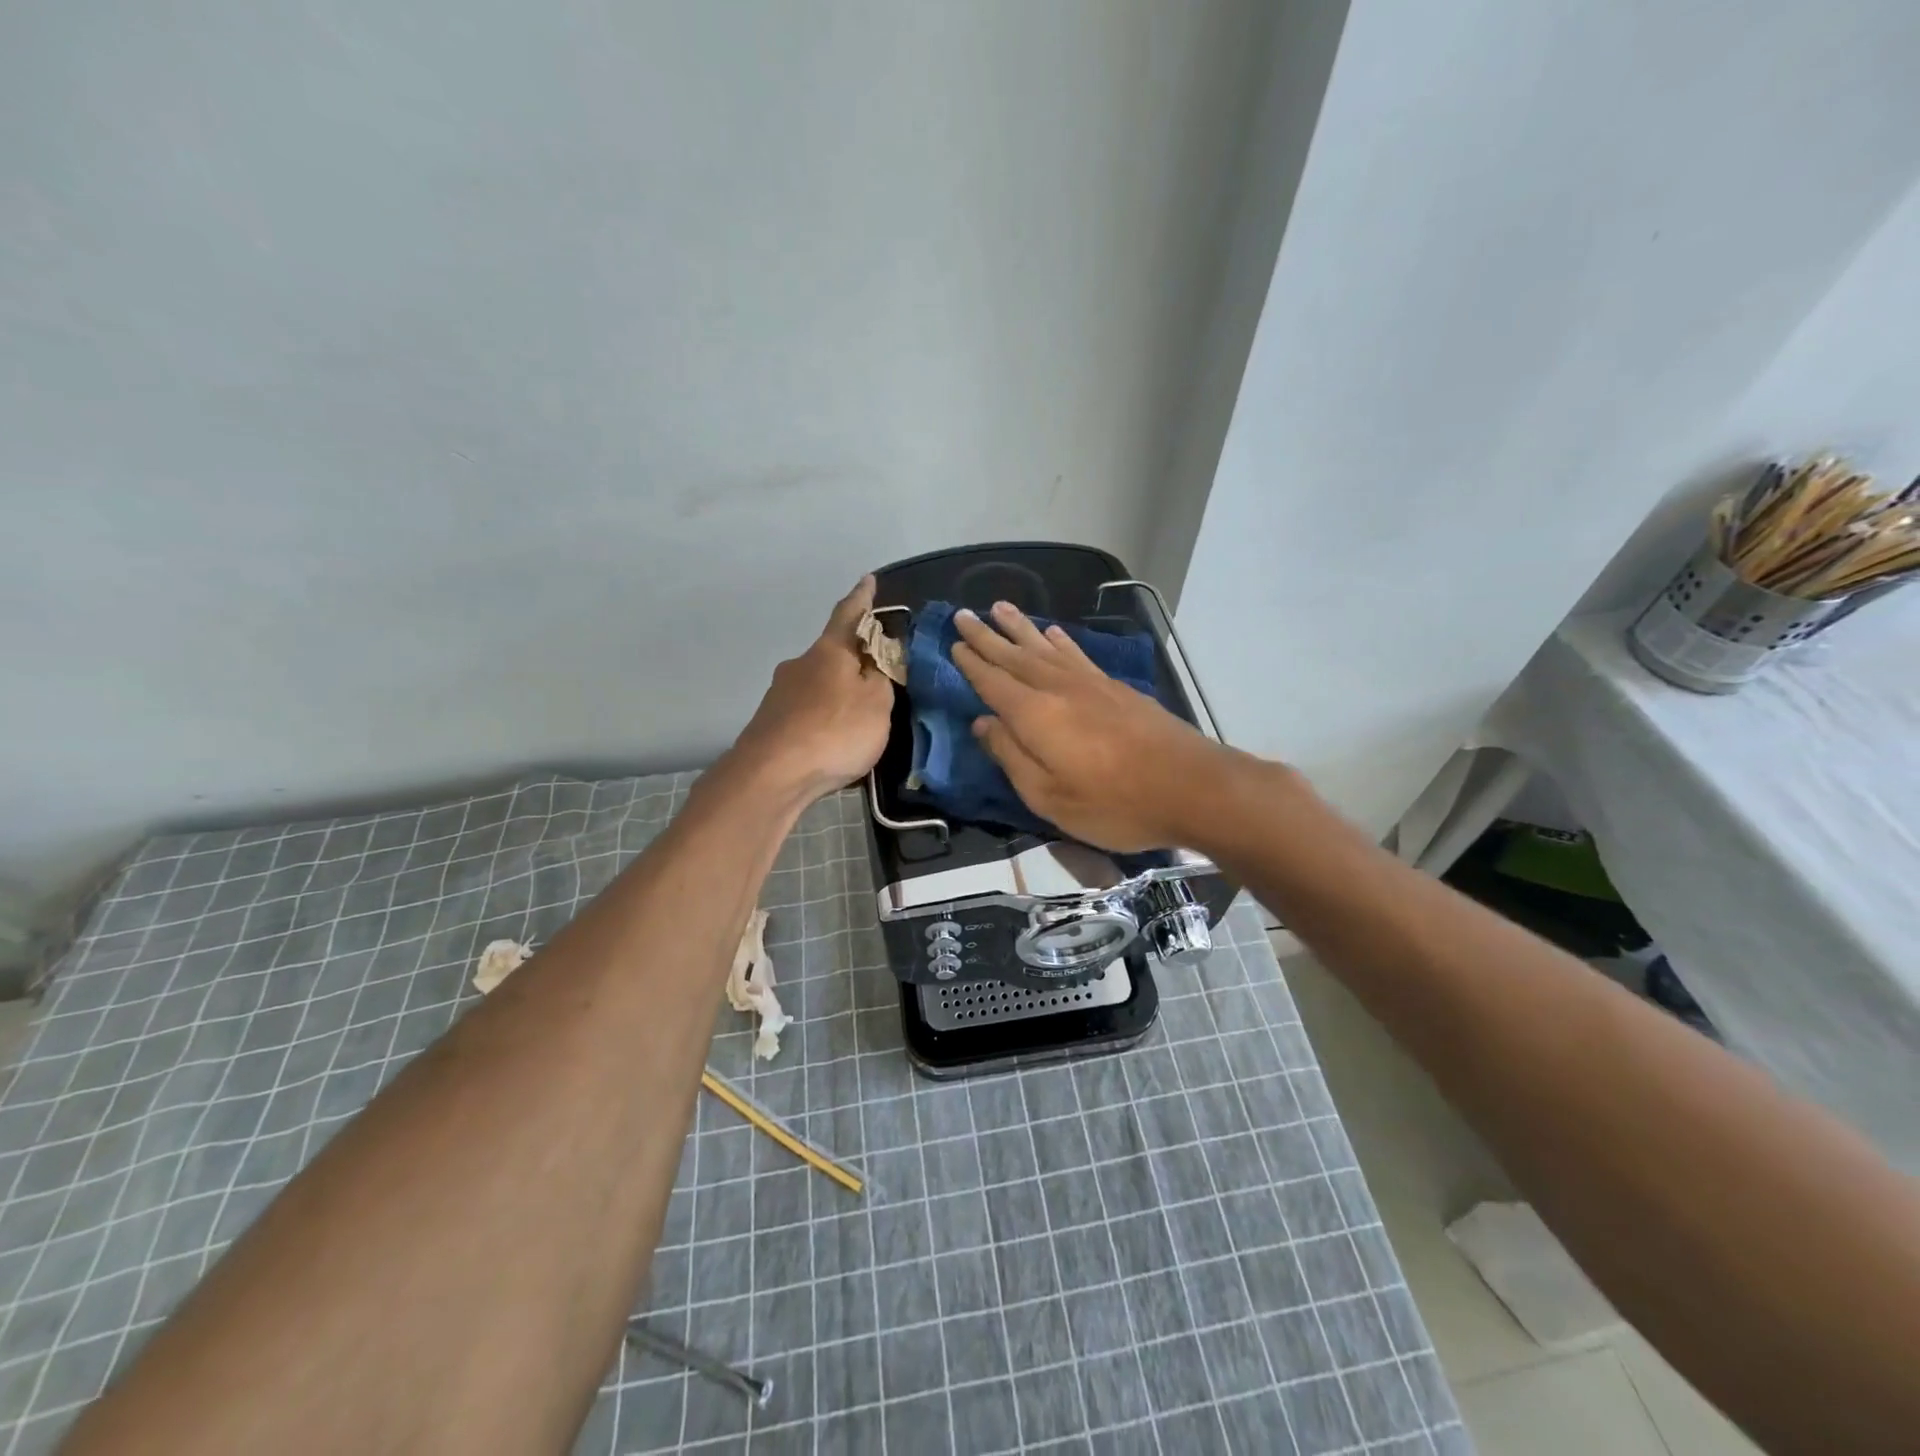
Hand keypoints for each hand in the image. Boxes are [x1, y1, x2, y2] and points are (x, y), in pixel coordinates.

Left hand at [731, 575, 894, 803]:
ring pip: (817, 685)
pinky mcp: (771, 723)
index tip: (868, 580)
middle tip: (876, 675)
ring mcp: (780, 694)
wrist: (772, 775)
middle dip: (853, 660)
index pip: (849, 614)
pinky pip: (806, 712)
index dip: (862, 598)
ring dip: (836, 693)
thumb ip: (883, 676)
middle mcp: (800, 664)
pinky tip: (832, 740)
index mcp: (829, 651)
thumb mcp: (877, 703)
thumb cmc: (834, 731)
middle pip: (832, 653)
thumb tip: (878, 656)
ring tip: (857, 717)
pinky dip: (822, 718)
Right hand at [950, 601, 1230, 851]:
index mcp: (1035, 715)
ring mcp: (1090, 684)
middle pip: (1014, 656)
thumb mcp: (1049, 796)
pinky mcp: (1116, 688)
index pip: (992, 682)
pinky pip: (1078, 654)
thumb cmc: (1114, 803)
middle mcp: (1058, 688)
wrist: (1191, 786)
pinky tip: (1055, 633)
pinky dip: (1061, 642)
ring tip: (1000, 608)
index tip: (953, 643)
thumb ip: (1011, 756)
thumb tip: (982, 722)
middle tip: (964, 614)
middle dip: (987, 636)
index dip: (971, 663)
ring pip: (1045, 647)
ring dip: (1020, 628)